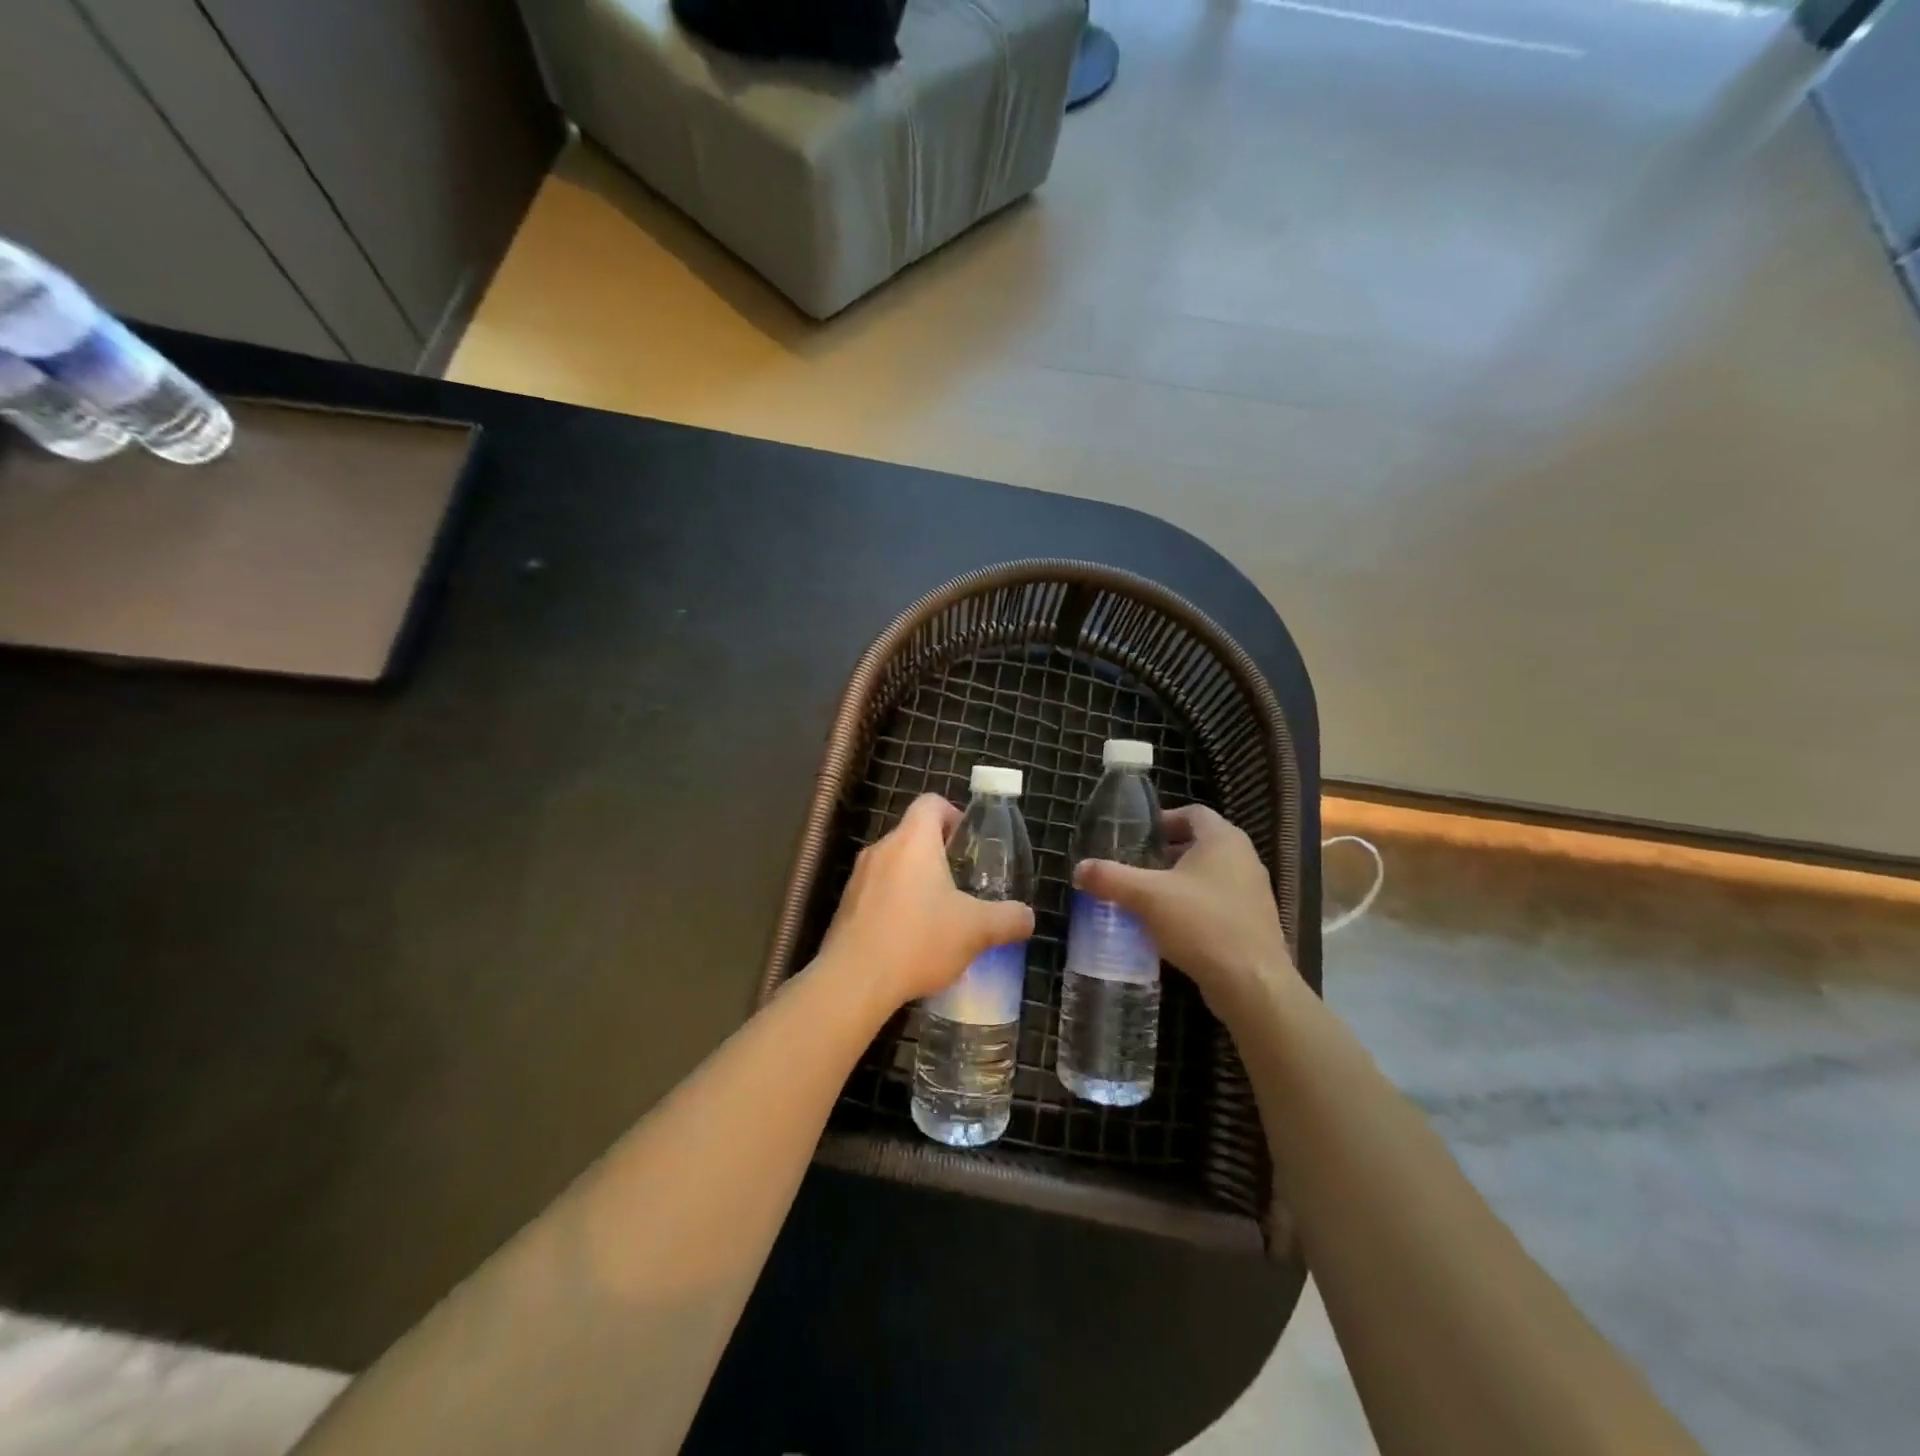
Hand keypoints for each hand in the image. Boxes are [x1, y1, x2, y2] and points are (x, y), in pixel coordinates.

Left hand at [818, 793, 1034, 1012]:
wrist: (854, 981)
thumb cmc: (919, 940)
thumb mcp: (976, 930)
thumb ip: (1008, 918)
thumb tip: (1028, 917)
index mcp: (913, 840)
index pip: (932, 803)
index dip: (954, 815)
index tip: (969, 844)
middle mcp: (882, 848)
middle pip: (913, 834)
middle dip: (940, 854)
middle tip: (963, 883)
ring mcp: (859, 876)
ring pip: (895, 864)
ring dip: (917, 880)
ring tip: (940, 914)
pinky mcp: (846, 905)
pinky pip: (877, 891)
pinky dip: (896, 903)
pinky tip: (911, 938)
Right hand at [1074, 805, 1293, 1004]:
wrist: (1252, 984)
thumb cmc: (1201, 924)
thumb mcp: (1146, 897)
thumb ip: (1110, 878)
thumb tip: (1079, 869)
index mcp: (1223, 840)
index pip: (1193, 813)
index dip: (1164, 819)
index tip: (1138, 836)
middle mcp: (1244, 858)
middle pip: (1201, 843)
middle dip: (1168, 852)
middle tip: (1138, 866)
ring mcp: (1254, 892)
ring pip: (1211, 874)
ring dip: (1181, 880)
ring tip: (1149, 896)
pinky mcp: (1255, 922)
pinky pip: (1220, 901)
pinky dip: (1195, 904)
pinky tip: (1172, 926)